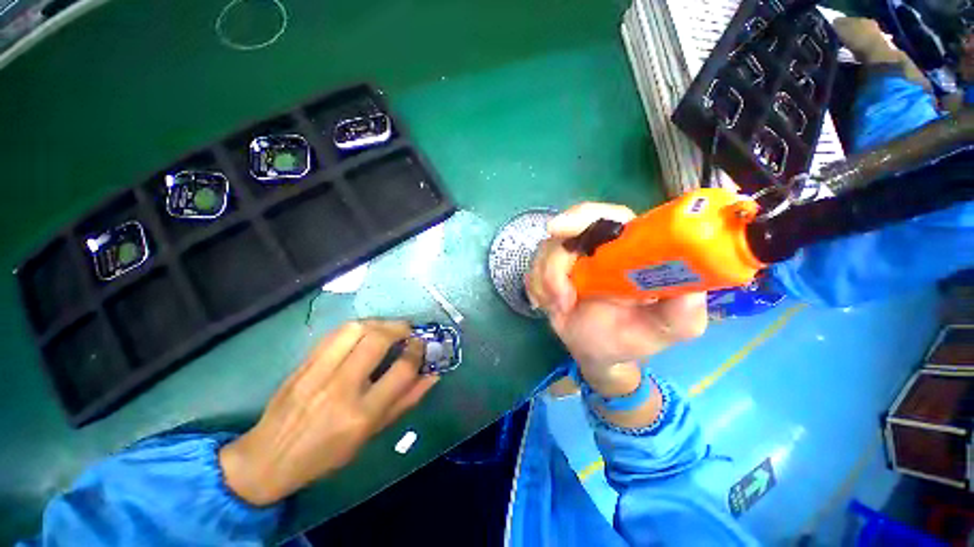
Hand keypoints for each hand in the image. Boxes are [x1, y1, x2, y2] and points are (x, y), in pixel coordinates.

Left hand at [219, 320, 438, 505]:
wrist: (268, 458)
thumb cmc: (327, 454)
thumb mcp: (372, 434)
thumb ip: (406, 401)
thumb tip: (432, 374)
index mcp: (362, 413)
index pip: (402, 369)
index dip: (418, 351)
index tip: (422, 345)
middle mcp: (341, 388)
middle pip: (379, 340)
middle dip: (401, 328)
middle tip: (409, 331)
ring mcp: (319, 372)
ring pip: (356, 328)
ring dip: (380, 322)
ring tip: (389, 328)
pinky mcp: (304, 363)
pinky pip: (336, 332)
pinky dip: (358, 326)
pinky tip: (365, 332)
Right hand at [526, 203, 707, 394]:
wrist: (600, 353)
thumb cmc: (634, 337)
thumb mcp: (667, 329)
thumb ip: (682, 312)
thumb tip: (690, 290)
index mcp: (628, 248)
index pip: (607, 216)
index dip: (583, 217)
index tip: (560, 230)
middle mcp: (597, 247)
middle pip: (566, 230)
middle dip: (555, 258)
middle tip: (557, 290)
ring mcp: (569, 259)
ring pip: (544, 252)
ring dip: (546, 281)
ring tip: (560, 306)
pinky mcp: (548, 272)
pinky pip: (532, 272)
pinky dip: (536, 289)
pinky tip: (549, 306)